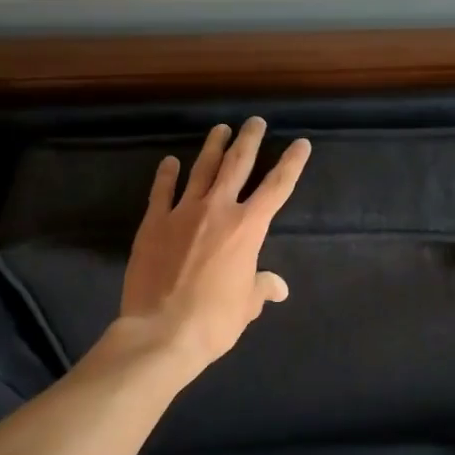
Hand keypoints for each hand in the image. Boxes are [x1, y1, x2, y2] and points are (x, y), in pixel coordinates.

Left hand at [117, 117, 310, 380]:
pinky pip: (161, 191)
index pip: (277, 187)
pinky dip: (167, 175)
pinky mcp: (153, 223)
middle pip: (237, 165)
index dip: (291, 163)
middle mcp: (218, 210)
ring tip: (220, 129)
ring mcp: (182, 213)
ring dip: (213, 147)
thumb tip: (277, 287)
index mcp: (248, 228)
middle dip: (249, 140)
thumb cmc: (213, 321)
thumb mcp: (246, 306)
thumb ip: (261, 288)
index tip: (300, 144)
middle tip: (254, 121)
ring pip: (201, 170)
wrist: (161, 332)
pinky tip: (170, 162)